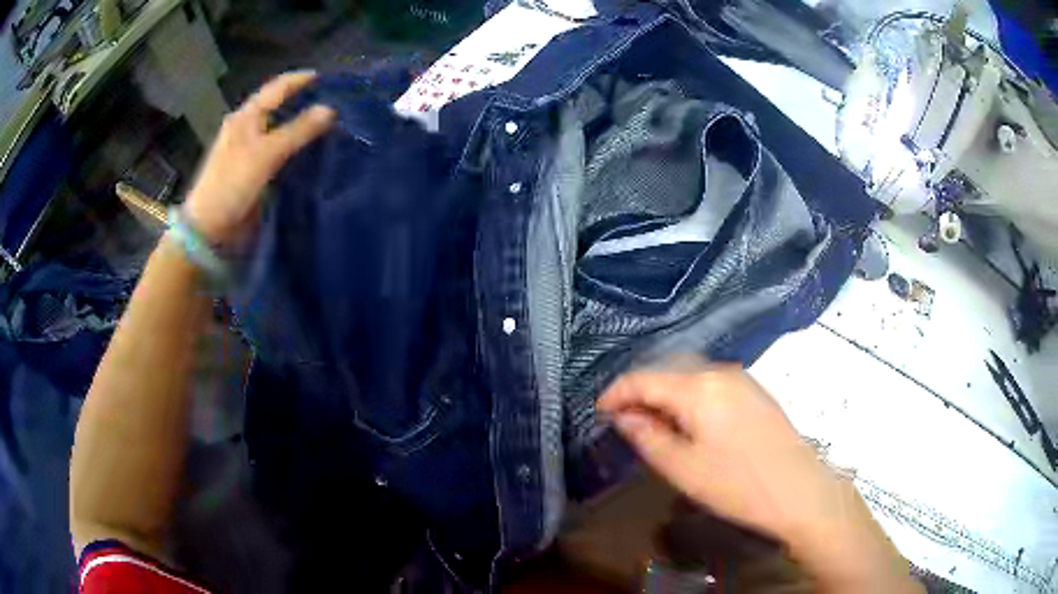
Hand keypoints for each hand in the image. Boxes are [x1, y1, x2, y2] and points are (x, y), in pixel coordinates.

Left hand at [182, 71, 335, 244]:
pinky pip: (278, 151)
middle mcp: (246, 129)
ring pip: (279, 129)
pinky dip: (294, 147)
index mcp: (245, 117)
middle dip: (303, 101)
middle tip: (333, 102)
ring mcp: (248, 151)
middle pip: (278, 106)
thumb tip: (330, 110)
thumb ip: (298, 130)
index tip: (327, 78)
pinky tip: (310, 151)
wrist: (209, 230)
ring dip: (300, 125)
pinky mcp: (252, 171)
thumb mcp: (266, 154)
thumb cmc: (232, 185)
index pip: (276, 88)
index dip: (300, 80)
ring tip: (328, 124)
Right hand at [598, 360, 920, 592]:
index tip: (599, 412)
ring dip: (665, 393)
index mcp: (699, 387)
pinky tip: (687, 421)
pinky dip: (689, 396)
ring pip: (689, 375)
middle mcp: (719, 371)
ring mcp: (741, 378)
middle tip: (623, 421)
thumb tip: (624, 417)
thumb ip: (648, 437)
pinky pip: (710, 383)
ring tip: (653, 424)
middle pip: (667, 370)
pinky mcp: (754, 391)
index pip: (644, 378)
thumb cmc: (737, 484)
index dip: (616, 393)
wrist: (799, 490)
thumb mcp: (683, 469)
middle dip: (640, 392)